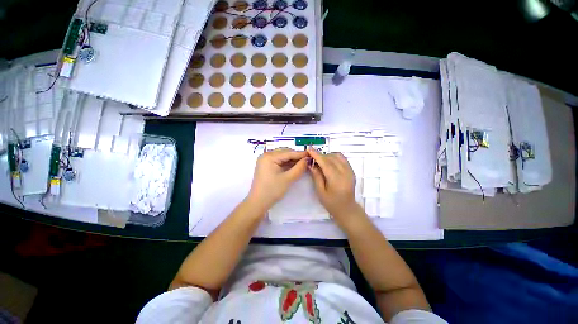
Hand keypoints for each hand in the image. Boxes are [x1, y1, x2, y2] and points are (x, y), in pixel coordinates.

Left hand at [247, 148, 308, 210]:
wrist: (258, 203)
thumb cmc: (272, 190)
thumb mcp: (288, 179)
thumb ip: (299, 168)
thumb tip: (307, 159)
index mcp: (269, 156)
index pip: (288, 153)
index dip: (301, 154)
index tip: (312, 154)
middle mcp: (266, 155)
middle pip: (285, 153)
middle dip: (296, 157)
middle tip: (309, 159)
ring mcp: (265, 160)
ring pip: (282, 157)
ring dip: (292, 160)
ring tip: (304, 162)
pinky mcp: (266, 166)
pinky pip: (278, 161)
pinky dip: (286, 164)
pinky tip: (294, 166)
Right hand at [308, 147, 364, 226]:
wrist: (347, 209)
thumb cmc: (331, 203)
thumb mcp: (320, 192)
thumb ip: (316, 176)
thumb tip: (311, 164)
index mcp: (336, 180)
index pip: (325, 163)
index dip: (317, 155)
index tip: (309, 149)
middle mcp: (345, 173)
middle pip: (331, 158)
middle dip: (320, 156)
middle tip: (312, 158)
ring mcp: (350, 171)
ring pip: (337, 156)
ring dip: (327, 156)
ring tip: (320, 162)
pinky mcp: (351, 171)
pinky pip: (342, 159)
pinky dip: (334, 157)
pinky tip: (329, 162)